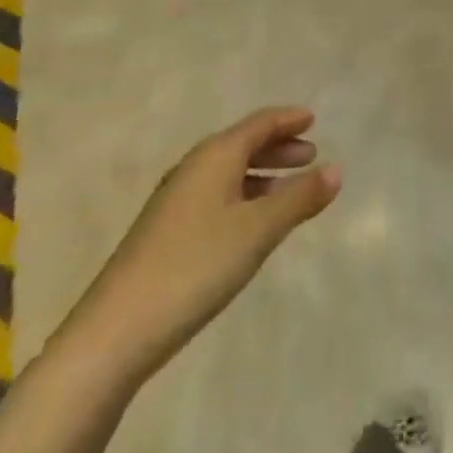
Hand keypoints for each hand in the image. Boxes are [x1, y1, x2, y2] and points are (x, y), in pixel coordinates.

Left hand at [75, 107, 340, 377]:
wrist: (115, 332)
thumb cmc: (195, 266)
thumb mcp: (257, 231)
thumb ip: (299, 199)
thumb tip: (337, 169)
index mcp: (216, 155)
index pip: (259, 123)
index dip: (288, 119)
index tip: (313, 119)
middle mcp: (194, 167)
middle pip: (243, 144)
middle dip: (278, 146)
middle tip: (310, 154)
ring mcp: (175, 200)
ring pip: (228, 172)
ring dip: (262, 174)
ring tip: (288, 190)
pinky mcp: (165, 232)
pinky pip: (216, 195)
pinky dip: (243, 196)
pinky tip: (250, 223)